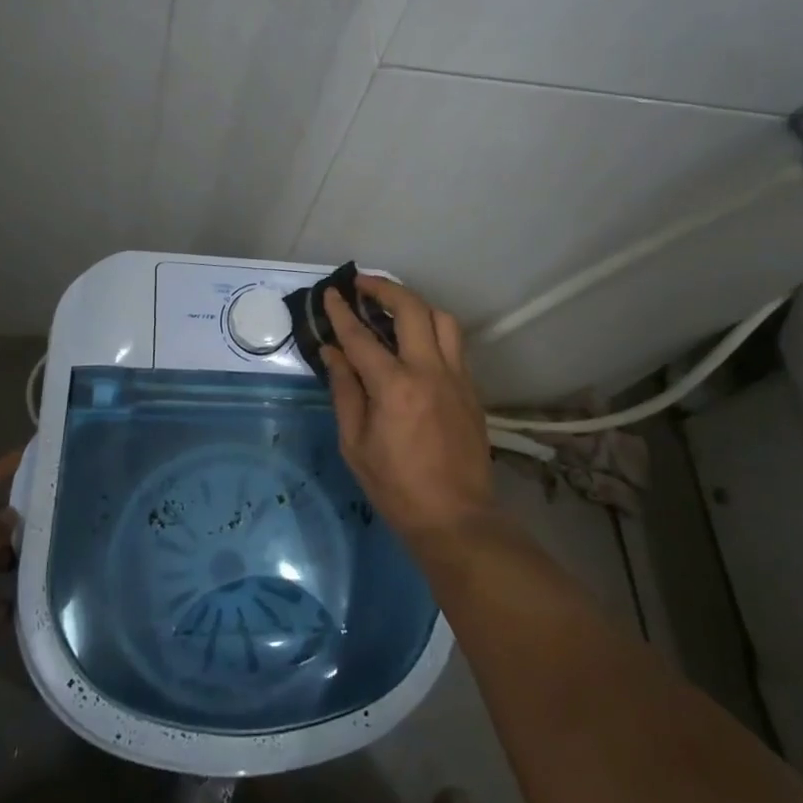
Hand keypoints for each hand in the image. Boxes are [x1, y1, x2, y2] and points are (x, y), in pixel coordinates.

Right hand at [321, 277, 497, 548]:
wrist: (456, 517)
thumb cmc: (396, 487)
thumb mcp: (355, 444)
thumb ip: (344, 391)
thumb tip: (333, 352)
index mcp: (395, 387)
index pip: (362, 337)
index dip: (342, 313)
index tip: (331, 293)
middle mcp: (430, 371)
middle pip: (412, 309)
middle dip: (385, 289)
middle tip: (363, 285)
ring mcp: (456, 377)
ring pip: (442, 319)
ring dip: (416, 304)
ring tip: (393, 307)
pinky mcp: (471, 388)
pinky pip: (454, 344)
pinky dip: (433, 330)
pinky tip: (417, 340)